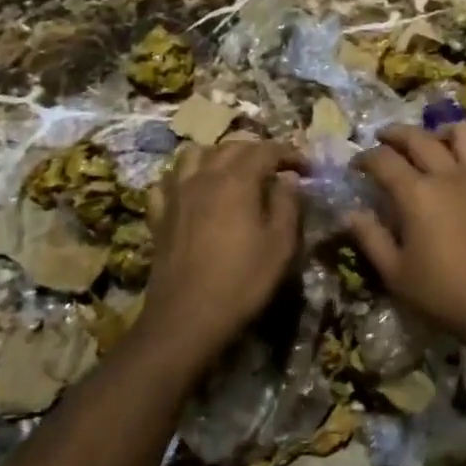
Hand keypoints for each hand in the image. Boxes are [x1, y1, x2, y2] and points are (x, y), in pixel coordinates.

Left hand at [139, 138, 304, 357]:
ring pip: (193, 155)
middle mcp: (203, 177)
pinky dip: (183, 177)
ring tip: (233, 171)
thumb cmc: (242, 280)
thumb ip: (287, 204)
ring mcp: (176, 195)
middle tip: (277, 168)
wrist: (187, 317)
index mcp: (236, 180)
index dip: (289, 154)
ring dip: (217, 155)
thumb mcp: (280, 244)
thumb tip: (287, 179)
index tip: (307, 168)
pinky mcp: (159, 216)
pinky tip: (193, 190)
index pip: (266, 150)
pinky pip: (167, 182)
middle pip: (231, 147)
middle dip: (257, 151)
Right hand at [346, 123, 465, 347]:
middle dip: (396, 133)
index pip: (383, 160)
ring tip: (434, 141)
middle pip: (419, 137)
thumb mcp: (395, 273)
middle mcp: (448, 175)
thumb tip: (350, 214)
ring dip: (443, 132)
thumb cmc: (443, 293)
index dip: (365, 158)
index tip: (356, 165)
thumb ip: (371, 238)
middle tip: (383, 139)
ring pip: (464, 134)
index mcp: (416, 193)